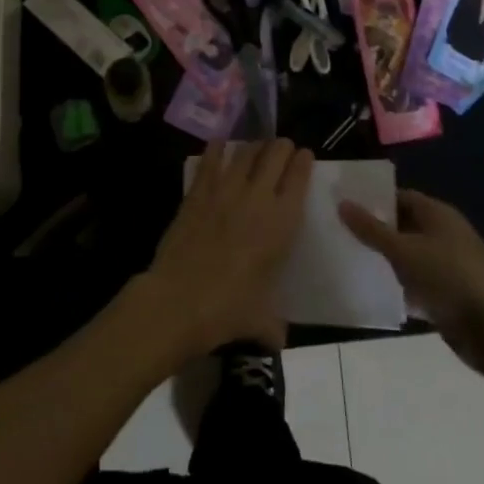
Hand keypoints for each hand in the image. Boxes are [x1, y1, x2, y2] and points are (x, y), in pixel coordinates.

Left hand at [136, 139, 312, 358]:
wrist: (179, 301)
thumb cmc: (227, 310)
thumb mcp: (260, 320)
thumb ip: (273, 325)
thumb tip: (277, 340)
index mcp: (281, 223)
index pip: (299, 178)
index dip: (303, 162)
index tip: (304, 155)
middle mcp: (257, 198)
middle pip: (274, 155)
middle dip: (280, 147)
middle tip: (281, 147)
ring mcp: (225, 191)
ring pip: (245, 153)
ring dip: (253, 146)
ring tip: (256, 146)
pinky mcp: (197, 192)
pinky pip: (210, 161)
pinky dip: (217, 148)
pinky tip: (219, 144)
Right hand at [338, 189, 483, 374]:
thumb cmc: (448, 278)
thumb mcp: (404, 251)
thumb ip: (371, 229)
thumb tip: (342, 203)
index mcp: (438, 214)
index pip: (401, 197)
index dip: (374, 200)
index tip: (345, 206)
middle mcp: (445, 235)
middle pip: (405, 226)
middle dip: (377, 231)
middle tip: (341, 233)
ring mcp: (450, 266)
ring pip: (411, 257)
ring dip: (387, 261)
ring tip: (351, 261)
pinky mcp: (450, 295)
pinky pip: (419, 284)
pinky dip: (401, 287)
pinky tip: (376, 292)